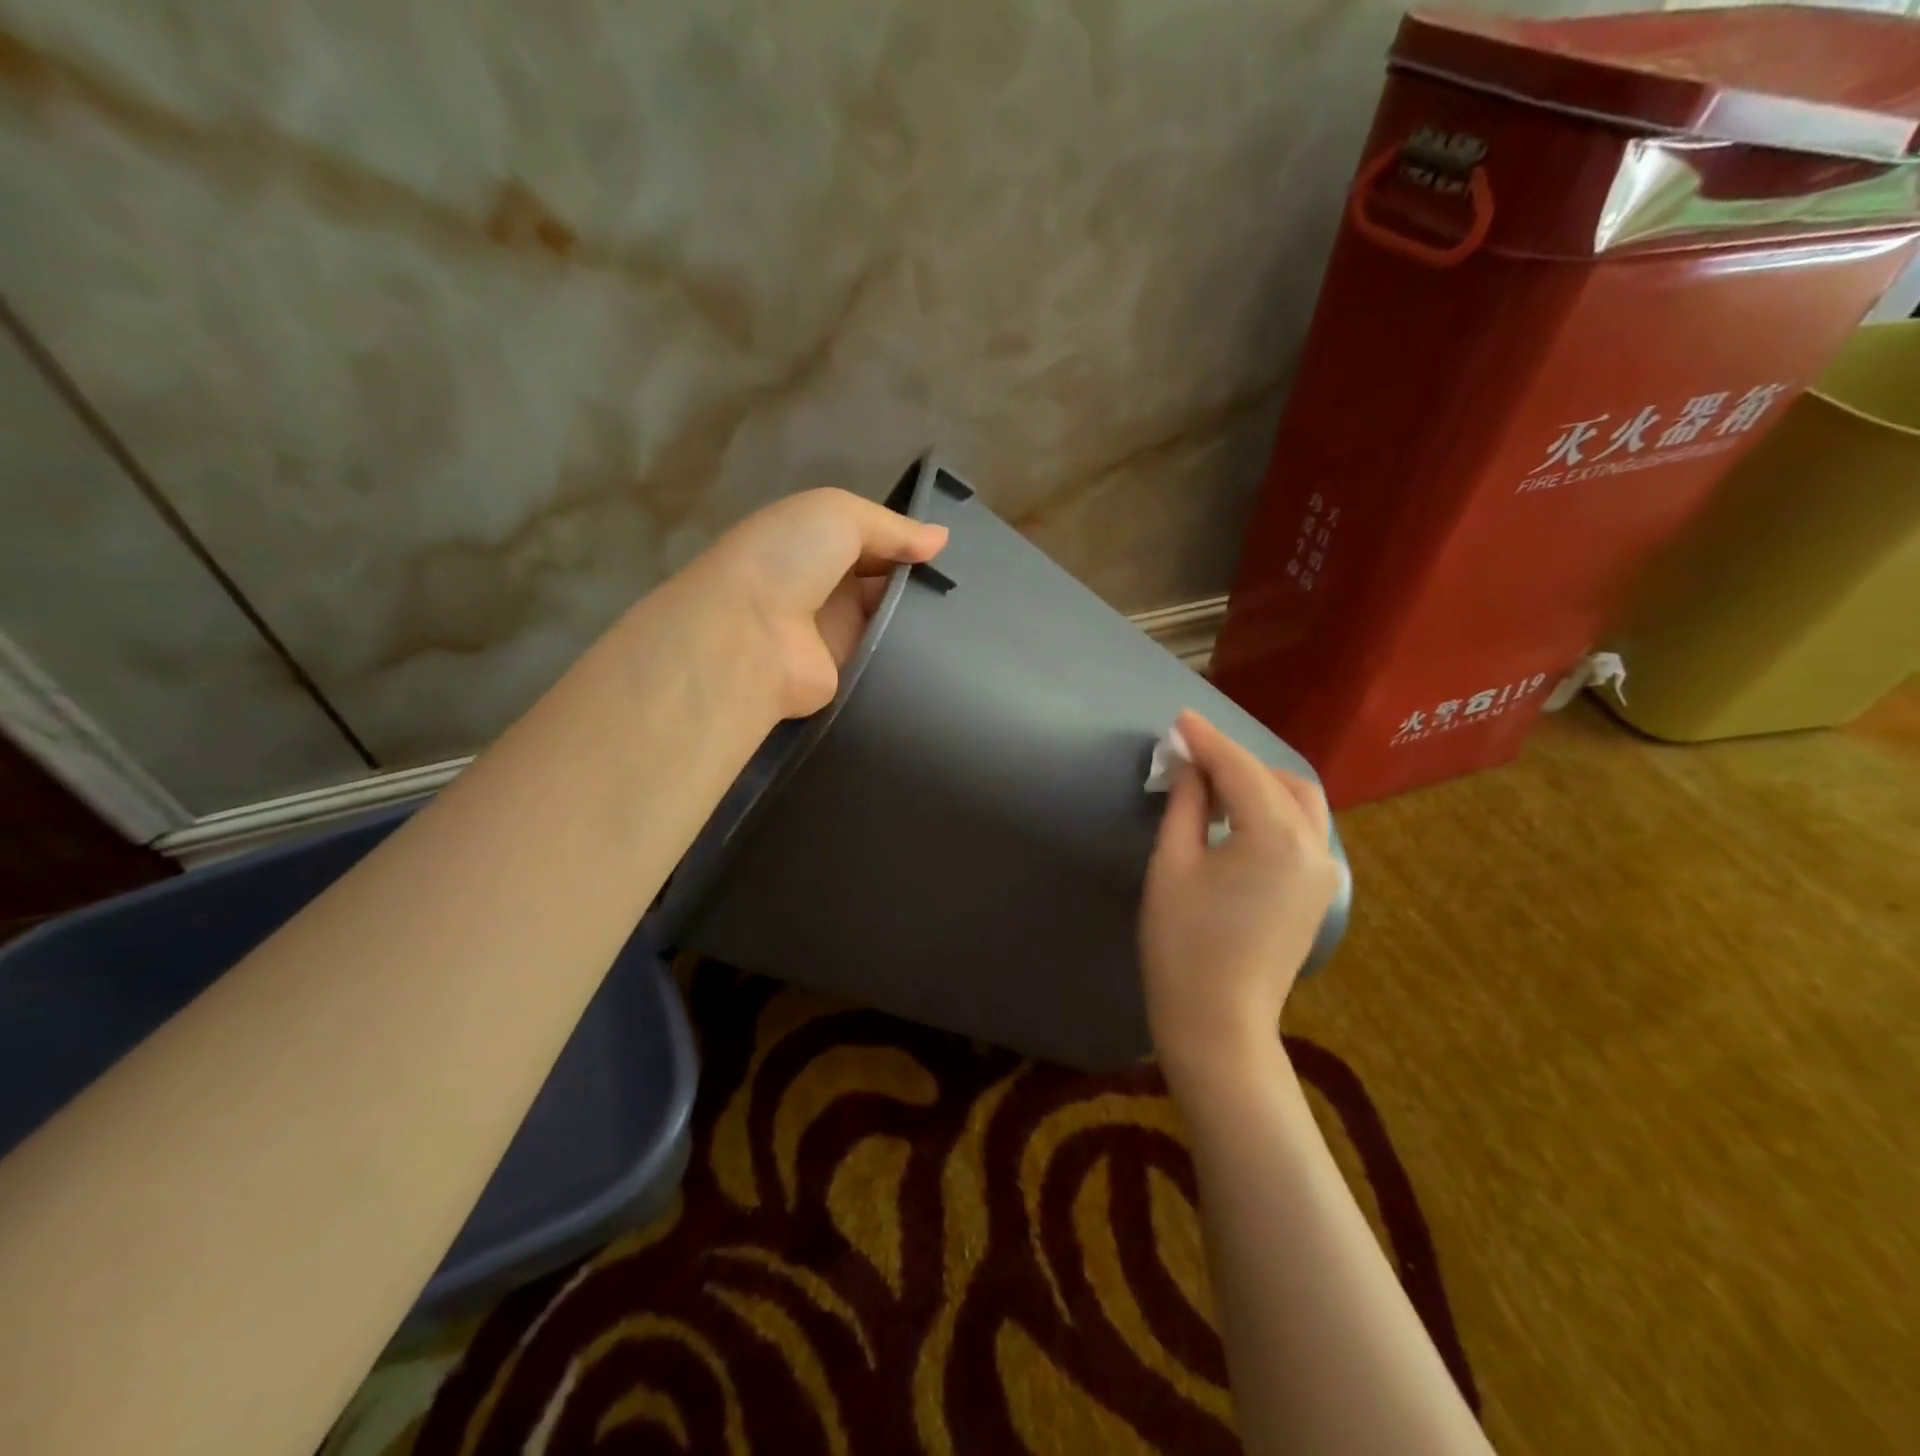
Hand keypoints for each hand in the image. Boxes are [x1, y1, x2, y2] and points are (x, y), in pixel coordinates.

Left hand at [681, 488, 947, 719]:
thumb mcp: (838, 514)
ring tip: (969, 618)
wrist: (751, 636)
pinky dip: (913, 655)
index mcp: (814, 543)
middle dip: (919, 582)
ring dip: (922, 619)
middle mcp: (823, 587)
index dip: (907, 544)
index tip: (948, 553)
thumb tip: (941, 539)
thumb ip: (892, 527)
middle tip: (966, 587)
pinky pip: (886, 660)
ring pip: (890, 622)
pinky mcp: (844, 673)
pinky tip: (950, 650)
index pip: (872, 541)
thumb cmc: (789, 559)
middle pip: (883, 582)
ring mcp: (833, 633)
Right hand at [1139, 711, 1341, 1083]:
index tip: (1178, 719)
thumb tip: (1188, 765)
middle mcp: (1314, 846)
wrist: (1218, 1022)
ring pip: (1298, 803)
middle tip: (1189, 757)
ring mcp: (1324, 871)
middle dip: (1235, 760)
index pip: (1239, 769)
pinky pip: (1301, 830)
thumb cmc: (1182, 943)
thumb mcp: (1172, 864)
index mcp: (1275, 836)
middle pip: (1278, 779)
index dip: (1206, 740)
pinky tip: (1236, 817)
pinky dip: (1272, 810)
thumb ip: (1186, 804)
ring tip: (1210, 785)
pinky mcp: (1318, 891)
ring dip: (1257, 783)